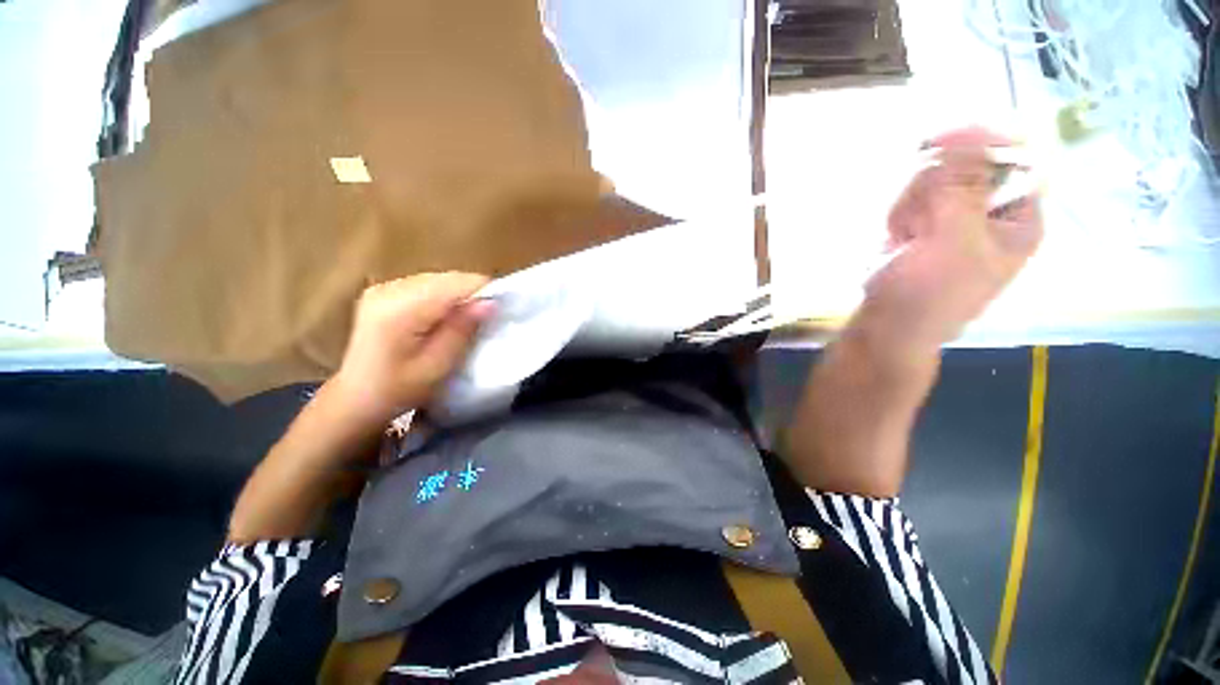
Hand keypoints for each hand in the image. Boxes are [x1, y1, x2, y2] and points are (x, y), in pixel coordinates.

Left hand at [333, 272, 492, 423]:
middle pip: (448, 278)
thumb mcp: (438, 365)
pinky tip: (443, 319)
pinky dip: (443, 298)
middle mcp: (390, 288)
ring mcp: (384, 287)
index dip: (484, 292)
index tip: (499, 312)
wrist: (357, 397)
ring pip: (440, 280)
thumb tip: (491, 302)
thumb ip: (462, 330)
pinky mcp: (384, 291)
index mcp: (400, 307)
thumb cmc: (400, 389)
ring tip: (465, 322)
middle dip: (472, 295)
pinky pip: (427, 285)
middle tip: (484, 322)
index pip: (456, 283)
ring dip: (458, 297)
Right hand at [864, 127, 1043, 350]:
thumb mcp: (952, 240)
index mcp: (1018, 217)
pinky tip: (894, 237)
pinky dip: (899, 214)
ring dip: (910, 203)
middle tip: (917, 220)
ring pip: (934, 181)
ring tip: (902, 234)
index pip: (1011, 158)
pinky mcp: (923, 228)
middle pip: (967, 165)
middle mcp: (990, 212)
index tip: (936, 142)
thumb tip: (967, 134)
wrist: (885, 327)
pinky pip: (912, 200)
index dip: (978, 143)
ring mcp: (954, 220)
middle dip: (933, 186)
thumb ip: (961, 187)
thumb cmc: (927, 292)